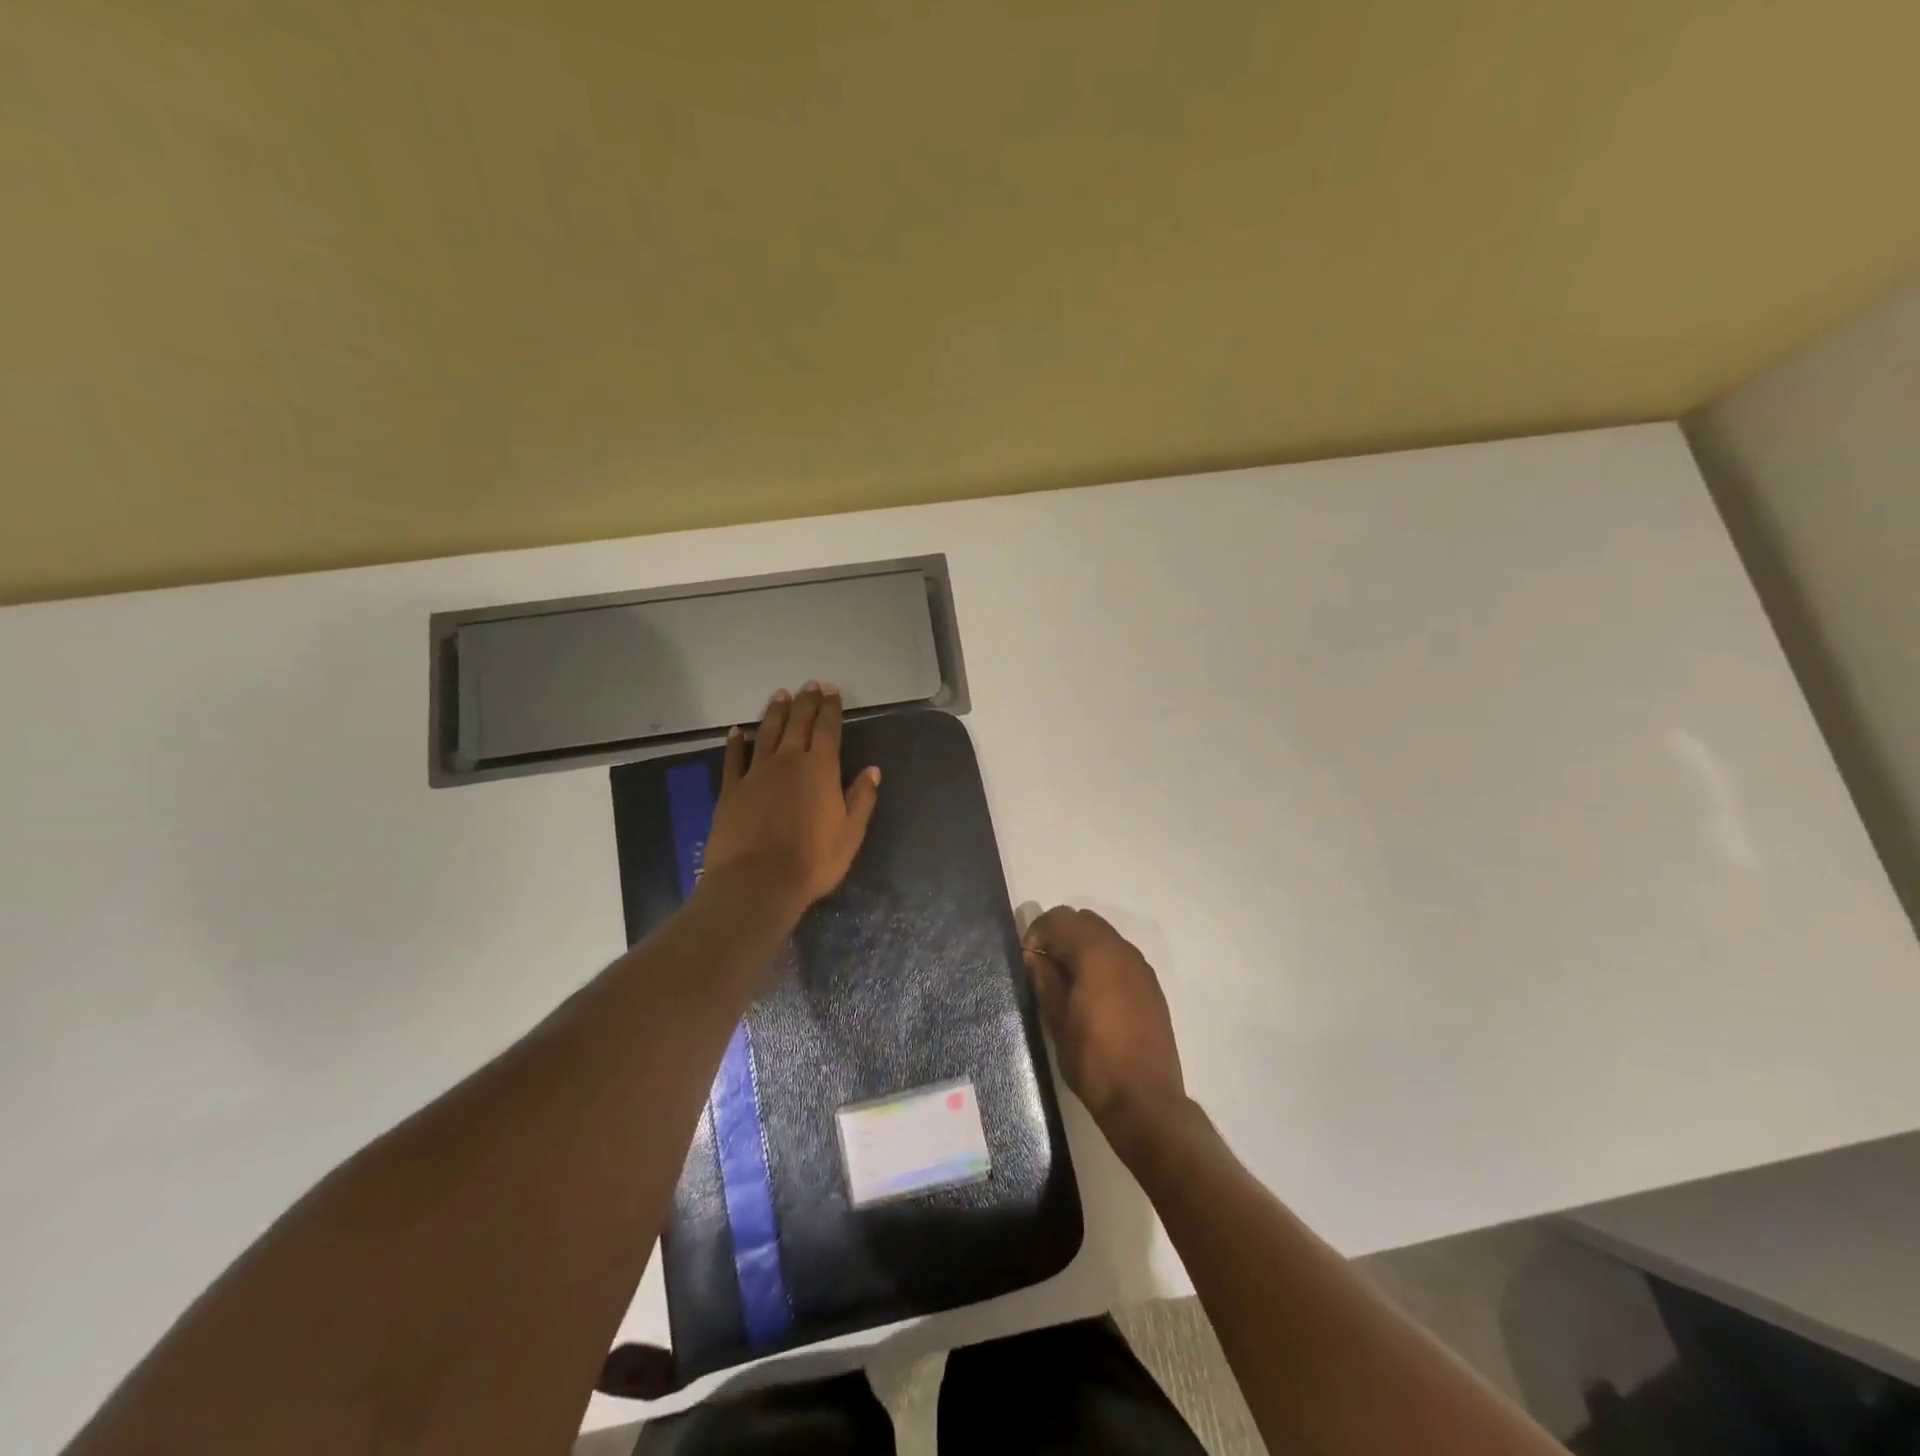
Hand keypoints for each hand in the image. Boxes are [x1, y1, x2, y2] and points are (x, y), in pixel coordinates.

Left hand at [702, 683, 880, 919]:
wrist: (757, 882)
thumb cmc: (812, 861)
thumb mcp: (851, 833)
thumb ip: (861, 798)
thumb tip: (872, 770)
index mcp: (821, 769)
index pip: (828, 729)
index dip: (831, 708)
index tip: (832, 691)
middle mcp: (789, 761)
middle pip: (798, 723)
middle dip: (806, 702)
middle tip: (810, 684)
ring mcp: (756, 773)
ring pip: (767, 733)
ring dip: (775, 712)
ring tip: (780, 695)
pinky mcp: (731, 789)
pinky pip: (733, 758)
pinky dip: (736, 742)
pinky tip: (737, 731)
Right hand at [1023, 907, 1186, 1143]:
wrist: (1144, 1099)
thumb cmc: (1092, 1058)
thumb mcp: (1057, 1019)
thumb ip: (1044, 979)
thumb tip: (1034, 955)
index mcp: (1096, 952)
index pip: (1061, 918)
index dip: (1038, 931)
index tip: (1028, 957)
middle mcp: (1122, 950)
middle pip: (1085, 921)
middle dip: (1061, 935)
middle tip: (1044, 965)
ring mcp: (1141, 968)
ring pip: (1105, 938)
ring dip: (1083, 947)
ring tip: (1067, 982)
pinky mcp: (1152, 988)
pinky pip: (1121, 958)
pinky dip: (1102, 963)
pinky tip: (1093, 996)